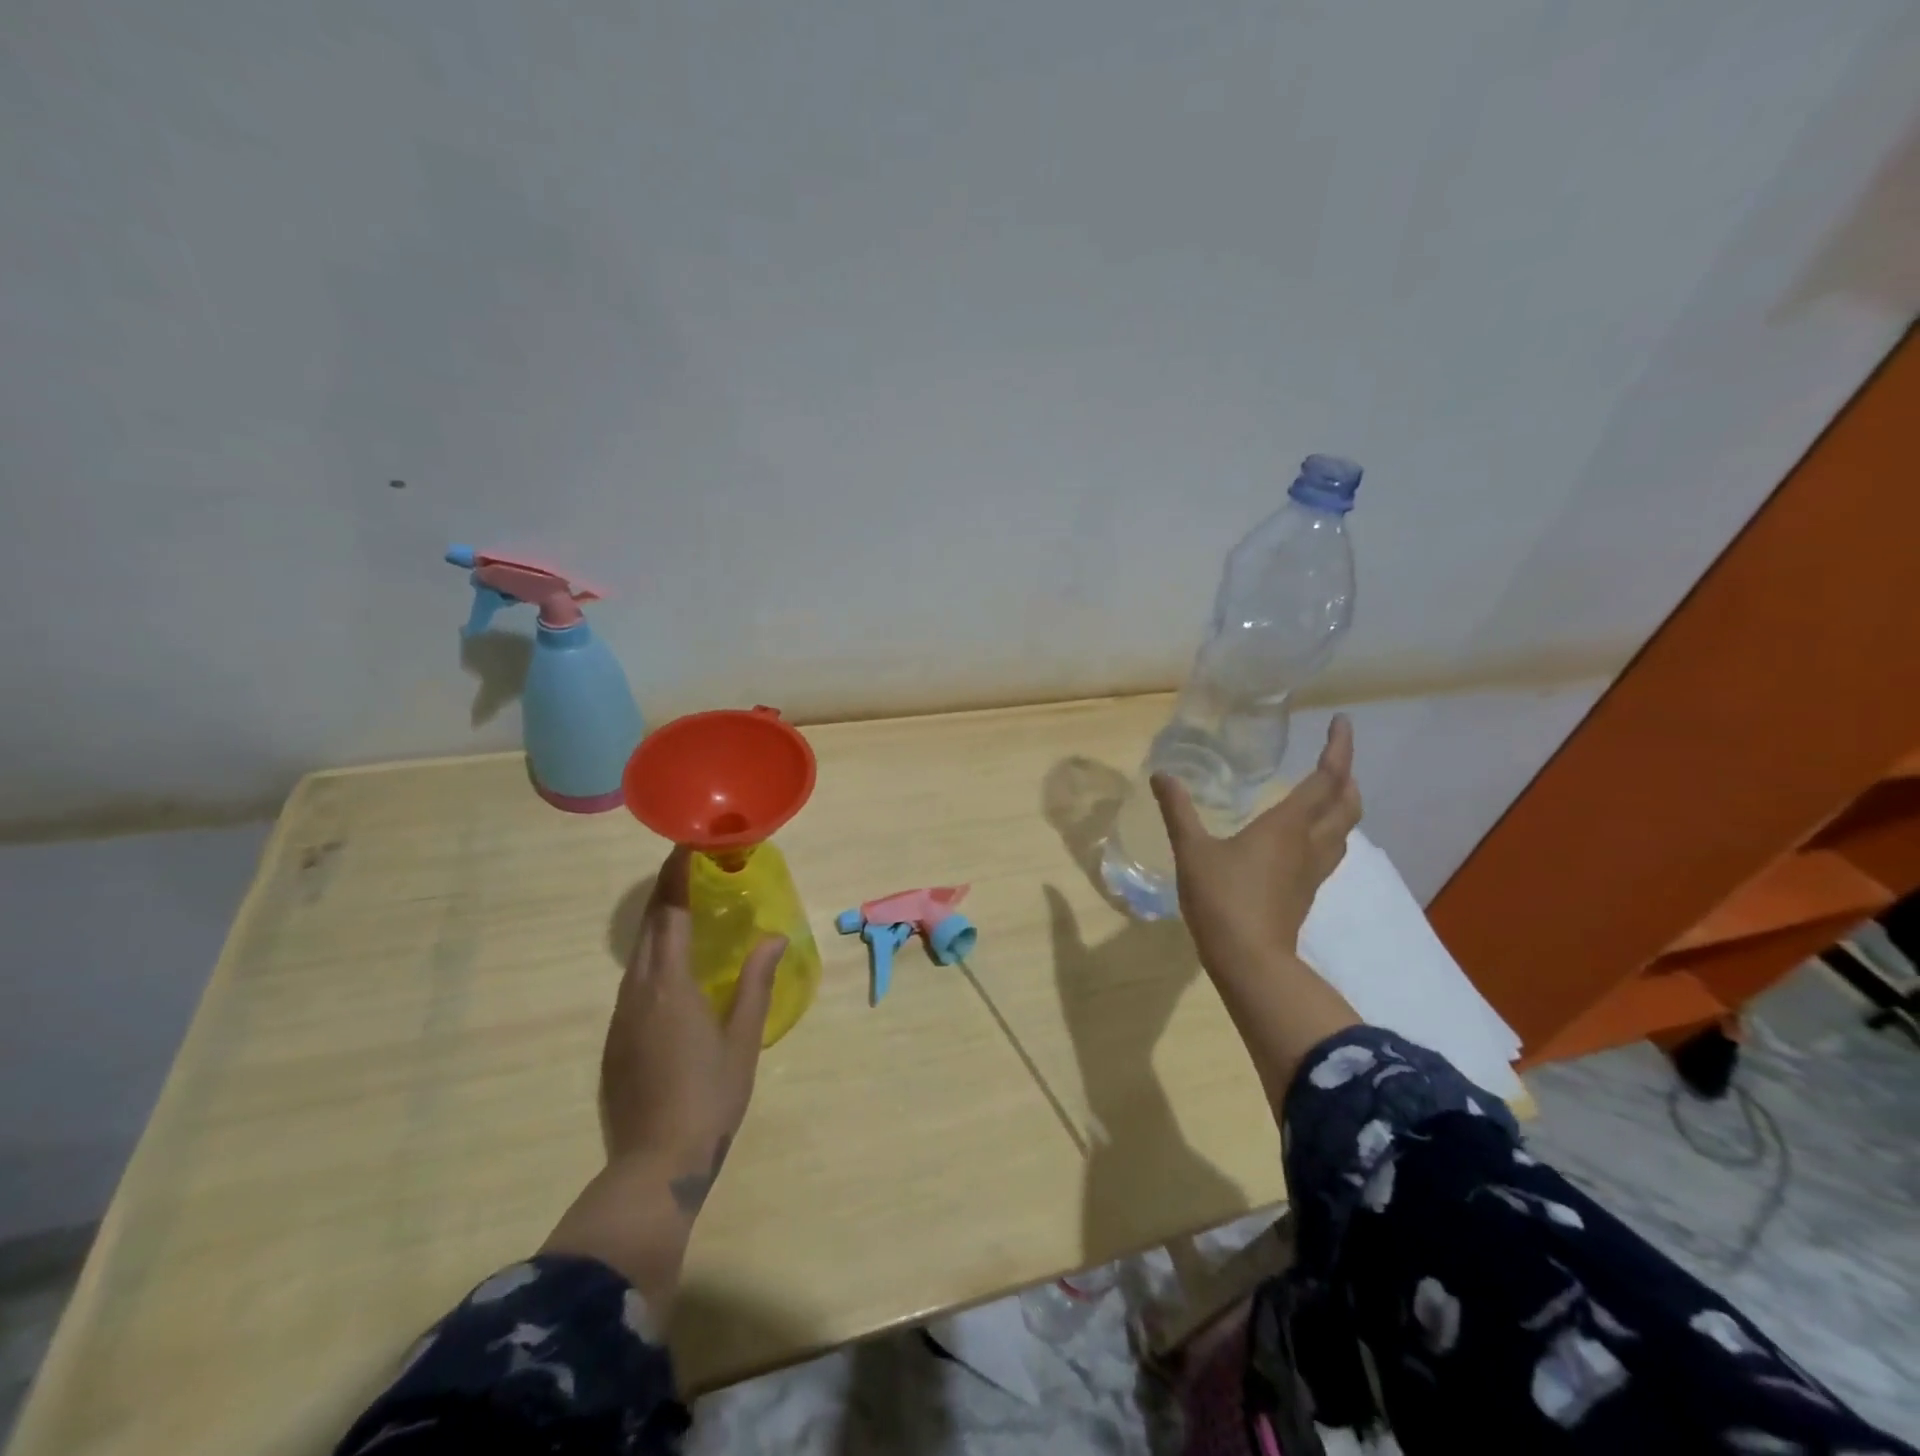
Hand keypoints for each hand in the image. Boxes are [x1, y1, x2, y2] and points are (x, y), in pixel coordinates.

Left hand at [543, 848, 785, 1313]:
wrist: (653, 1164)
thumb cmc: (708, 1097)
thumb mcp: (742, 1039)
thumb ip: (756, 983)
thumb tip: (774, 937)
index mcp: (670, 985)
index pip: (671, 914)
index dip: (677, 876)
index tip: (686, 845)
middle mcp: (638, 991)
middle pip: (649, 928)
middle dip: (666, 893)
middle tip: (689, 868)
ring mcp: (621, 1016)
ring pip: (637, 955)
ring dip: (658, 925)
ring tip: (684, 909)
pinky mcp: (615, 1039)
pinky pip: (633, 981)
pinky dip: (652, 957)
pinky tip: (670, 968)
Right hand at [1151, 716, 1363, 1109]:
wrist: (1249, 960)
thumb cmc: (1222, 899)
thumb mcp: (1192, 851)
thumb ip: (1178, 811)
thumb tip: (1162, 775)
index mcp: (1288, 826)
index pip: (1326, 779)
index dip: (1339, 748)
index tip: (1342, 722)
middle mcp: (1309, 843)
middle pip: (1347, 804)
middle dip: (1346, 776)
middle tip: (1333, 757)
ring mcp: (1312, 871)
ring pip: (1343, 830)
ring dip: (1343, 805)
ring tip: (1327, 792)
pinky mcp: (1306, 892)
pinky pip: (1329, 850)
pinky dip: (1327, 830)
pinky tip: (1304, 837)